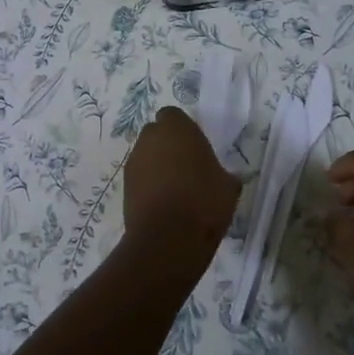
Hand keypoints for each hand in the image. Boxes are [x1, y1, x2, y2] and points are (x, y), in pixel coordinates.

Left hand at [124, 107, 240, 260]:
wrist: (168, 238)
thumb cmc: (203, 201)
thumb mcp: (228, 186)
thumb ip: (223, 174)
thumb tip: (223, 178)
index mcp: (176, 128)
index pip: (173, 116)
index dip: (183, 129)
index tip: (196, 147)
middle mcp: (150, 138)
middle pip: (156, 134)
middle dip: (168, 146)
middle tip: (187, 167)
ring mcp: (134, 162)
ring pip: (146, 156)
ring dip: (157, 166)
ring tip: (176, 191)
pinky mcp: (124, 186)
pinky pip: (140, 178)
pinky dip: (149, 186)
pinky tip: (164, 205)